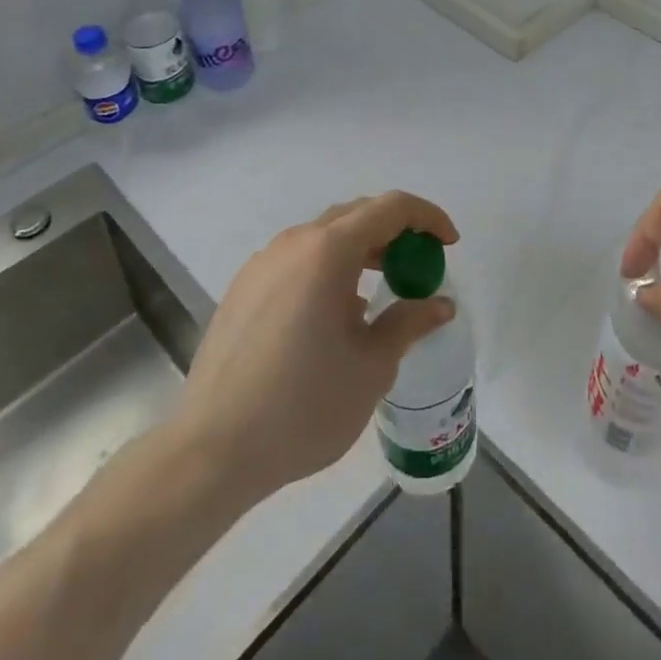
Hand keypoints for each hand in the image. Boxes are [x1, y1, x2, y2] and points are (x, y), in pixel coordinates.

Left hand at [169, 192, 458, 499]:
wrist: (211, 451)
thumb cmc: (302, 406)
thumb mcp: (372, 367)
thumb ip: (409, 323)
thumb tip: (441, 304)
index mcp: (328, 251)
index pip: (390, 208)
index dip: (427, 217)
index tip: (449, 244)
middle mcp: (294, 243)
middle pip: (357, 214)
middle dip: (395, 232)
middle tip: (418, 267)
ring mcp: (263, 263)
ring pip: (325, 236)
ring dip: (361, 250)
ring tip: (380, 290)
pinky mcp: (243, 288)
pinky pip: (298, 259)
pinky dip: (329, 268)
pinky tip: (334, 313)